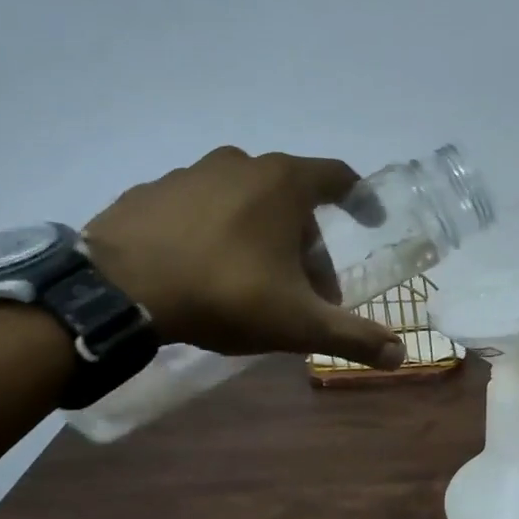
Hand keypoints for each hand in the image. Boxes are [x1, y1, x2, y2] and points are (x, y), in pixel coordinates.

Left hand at [83, 147, 403, 367]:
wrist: (118, 290)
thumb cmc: (224, 293)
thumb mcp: (298, 323)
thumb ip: (352, 336)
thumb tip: (400, 355)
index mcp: (283, 183)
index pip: (338, 177)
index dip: (361, 198)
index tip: (370, 221)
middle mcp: (240, 164)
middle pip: (293, 198)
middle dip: (309, 241)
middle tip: (307, 287)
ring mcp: (191, 173)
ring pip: (246, 200)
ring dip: (263, 235)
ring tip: (257, 282)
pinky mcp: (152, 191)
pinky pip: (203, 207)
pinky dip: (218, 231)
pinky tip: (208, 270)